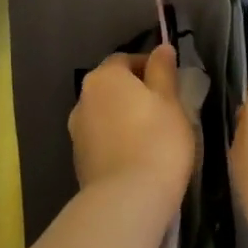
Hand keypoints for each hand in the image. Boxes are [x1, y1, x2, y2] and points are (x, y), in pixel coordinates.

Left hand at [68, 44, 194, 208]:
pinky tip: (137, 157)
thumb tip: (162, 48)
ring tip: (152, 136)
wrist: (128, 199)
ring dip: (124, 118)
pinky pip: (102, 140)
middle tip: (164, 110)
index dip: (149, 67)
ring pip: (106, 114)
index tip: (171, 84)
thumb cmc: (157, 140)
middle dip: (135, 93)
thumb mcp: (170, 101)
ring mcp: (77, 131)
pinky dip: (117, 141)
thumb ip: (163, 71)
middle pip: (112, 87)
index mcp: (104, 77)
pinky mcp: (79, 160)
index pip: (126, 60)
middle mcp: (83, 98)